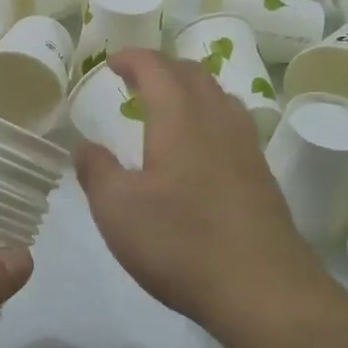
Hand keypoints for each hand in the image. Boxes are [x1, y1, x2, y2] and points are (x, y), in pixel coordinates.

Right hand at [75, 49, 333, 334]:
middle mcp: (218, 122)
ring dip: (191, 90)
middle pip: (194, 75)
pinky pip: (234, 125)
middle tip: (137, 80)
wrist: (261, 288)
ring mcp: (246, 148)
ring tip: (169, 107)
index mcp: (180, 119)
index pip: (157, 68)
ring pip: (219, 97)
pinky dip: (210, 117)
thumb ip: (96, 171)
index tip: (112, 63)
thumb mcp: (117, 210)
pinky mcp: (262, 176)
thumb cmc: (180, 242)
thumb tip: (85, 145)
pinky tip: (201, 148)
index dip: (133, 59)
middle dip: (162, 68)